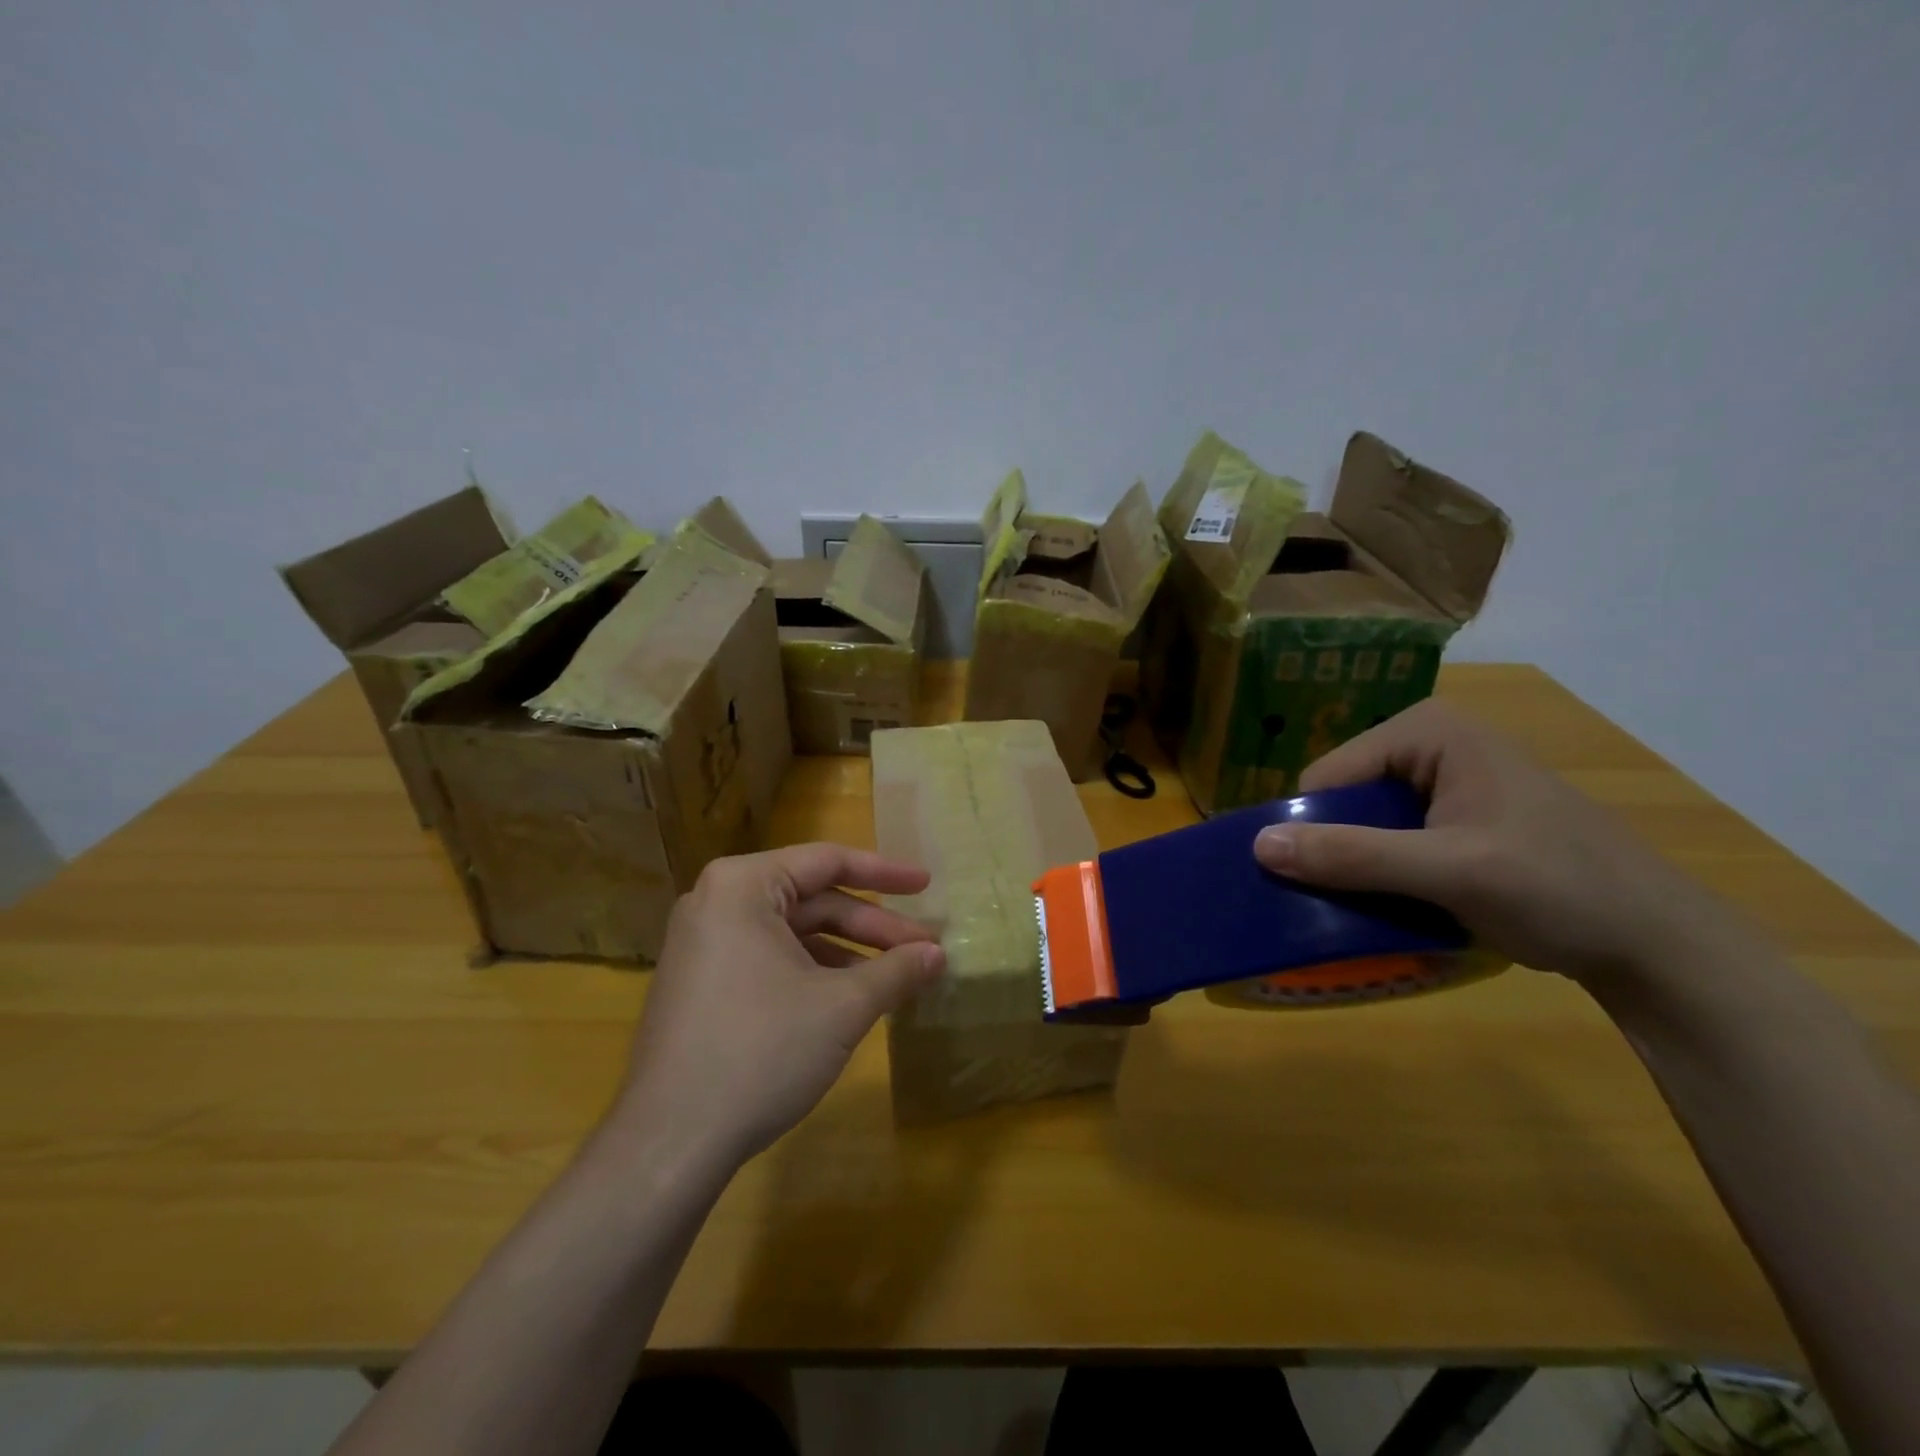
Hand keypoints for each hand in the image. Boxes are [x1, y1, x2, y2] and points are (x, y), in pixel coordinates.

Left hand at [615, 844, 944, 1167]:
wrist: (670, 1142)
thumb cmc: (761, 1051)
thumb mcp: (843, 1007)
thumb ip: (896, 970)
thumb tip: (939, 954)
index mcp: (742, 885)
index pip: (828, 861)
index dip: (886, 874)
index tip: (927, 884)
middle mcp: (717, 902)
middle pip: (813, 900)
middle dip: (873, 926)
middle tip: (925, 947)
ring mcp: (704, 944)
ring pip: (794, 933)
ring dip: (849, 953)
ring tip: (898, 978)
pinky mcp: (702, 983)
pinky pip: (770, 958)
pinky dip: (815, 972)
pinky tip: (852, 999)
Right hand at [1251, 699, 1735, 987]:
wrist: (1657, 944)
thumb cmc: (1559, 889)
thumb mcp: (1450, 870)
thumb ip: (1354, 855)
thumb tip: (1259, 846)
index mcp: (1426, 731)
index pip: (1327, 776)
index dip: (1311, 828)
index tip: (1308, 884)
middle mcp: (1428, 744)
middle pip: (1343, 799)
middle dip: (1335, 850)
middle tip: (1340, 903)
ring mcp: (1444, 781)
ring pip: (1363, 824)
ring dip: (1357, 868)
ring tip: (1367, 909)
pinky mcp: (1454, 818)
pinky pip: (1391, 841)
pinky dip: (1383, 875)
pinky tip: (1397, 905)